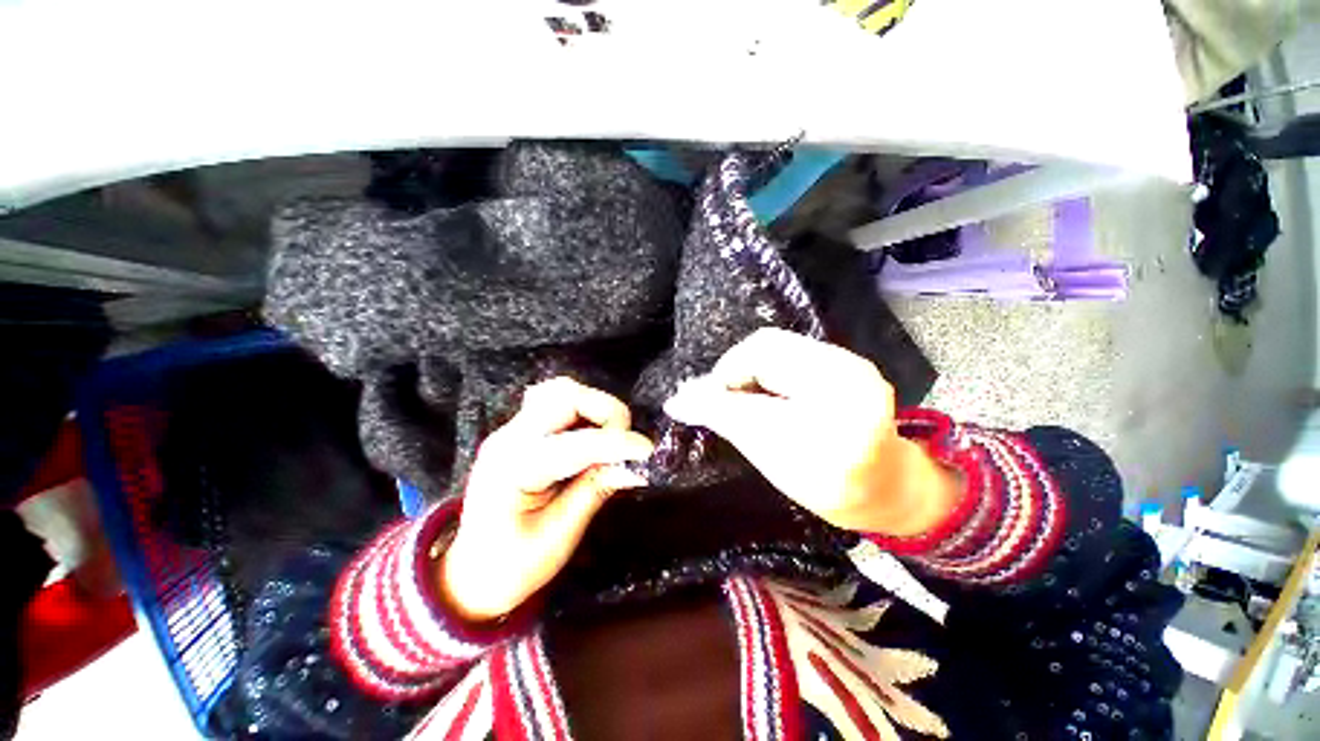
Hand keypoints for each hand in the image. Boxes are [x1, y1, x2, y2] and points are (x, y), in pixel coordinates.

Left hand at [441, 378, 653, 622]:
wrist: (472, 572)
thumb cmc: (512, 565)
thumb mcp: (559, 536)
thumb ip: (596, 490)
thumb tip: (636, 465)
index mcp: (513, 469)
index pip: (576, 443)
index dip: (617, 443)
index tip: (648, 451)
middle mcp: (509, 438)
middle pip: (565, 396)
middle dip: (606, 413)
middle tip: (626, 444)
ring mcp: (512, 429)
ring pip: (560, 391)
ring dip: (595, 407)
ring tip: (610, 438)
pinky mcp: (520, 430)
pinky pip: (555, 401)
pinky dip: (582, 408)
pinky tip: (590, 432)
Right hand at [663, 328, 957, 535]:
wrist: (890, 484)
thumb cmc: (831, 489)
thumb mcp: (775, 465)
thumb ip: (729, 422)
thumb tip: (680, 400)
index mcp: (836, 433)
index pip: (753, 405)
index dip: (714, 393)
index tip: (688, 400)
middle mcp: (850, 388)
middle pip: (765, 352)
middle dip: (731, 372)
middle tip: (717, 395)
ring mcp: (853, 366)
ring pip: (775, 345)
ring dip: (746, 366)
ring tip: (740, 391)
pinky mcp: (849, 358)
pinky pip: (789, 347)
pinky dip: (764, 363)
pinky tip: (763, 384)